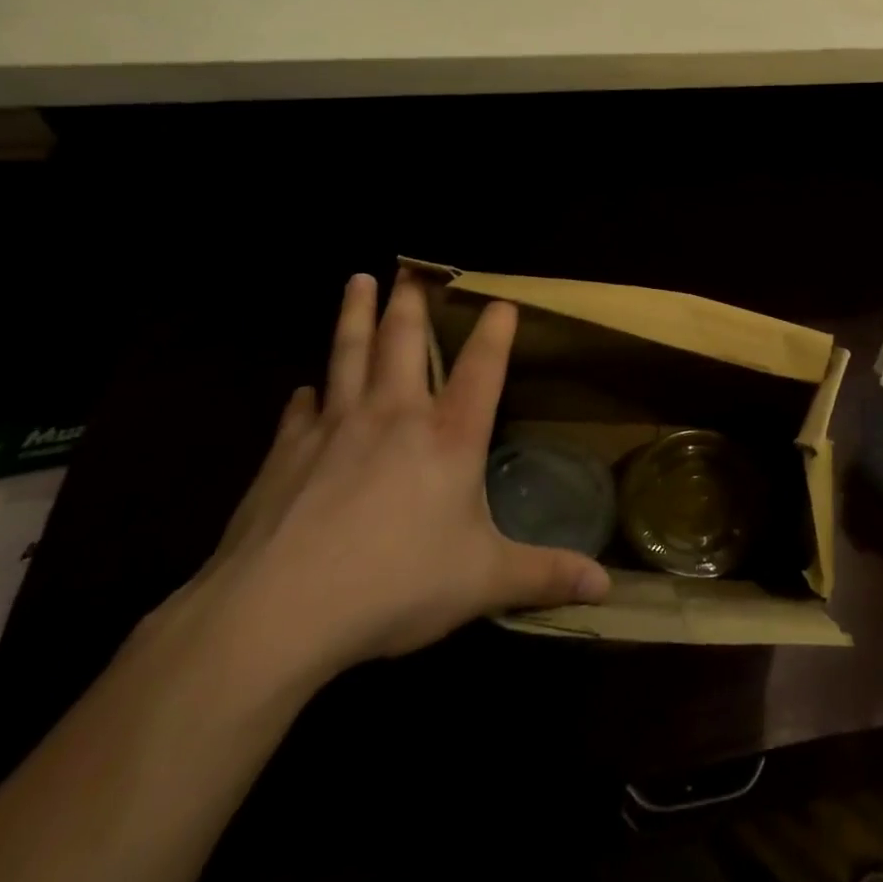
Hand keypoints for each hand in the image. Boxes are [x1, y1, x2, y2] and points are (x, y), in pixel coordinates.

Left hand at [182, 272, 609, 686]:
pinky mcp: (286, 453)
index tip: (501, 300)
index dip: (496, 331)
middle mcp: (395, 417)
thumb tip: (607, 588)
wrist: (275, 613)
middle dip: (411, 301)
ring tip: (358, 280)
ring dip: (354, 315)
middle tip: (410, 268)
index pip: (482, 368)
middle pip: (403, 342)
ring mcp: (335, 428)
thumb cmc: (394, 585)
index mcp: (449, 437)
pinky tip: (305, 390)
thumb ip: (544, 575)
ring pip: (348, 354)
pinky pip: (301, 411)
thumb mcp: (483, 582)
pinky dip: (307, 395)